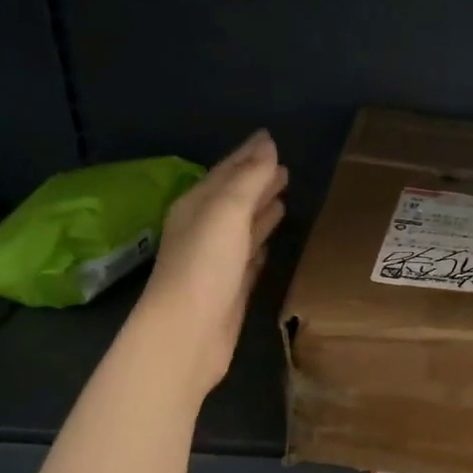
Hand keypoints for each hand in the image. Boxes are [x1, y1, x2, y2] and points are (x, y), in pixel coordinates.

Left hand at [137, 130, 288, 396]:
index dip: (249, 155)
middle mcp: (204, 230)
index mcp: (196, 206)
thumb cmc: (205, 266)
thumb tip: (267, 145)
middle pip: (234, 199)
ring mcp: (216, 262)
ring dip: (261, 212)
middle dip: (257, 181)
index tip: (272, 139)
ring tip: (284, 198)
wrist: (188, 333)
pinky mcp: (230, 290)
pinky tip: (270, 244)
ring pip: (243, 228)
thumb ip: (249, 179)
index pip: (226, 172)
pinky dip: (259, 246)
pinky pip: (248, 260)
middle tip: (285, 168)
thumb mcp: (227, 212)